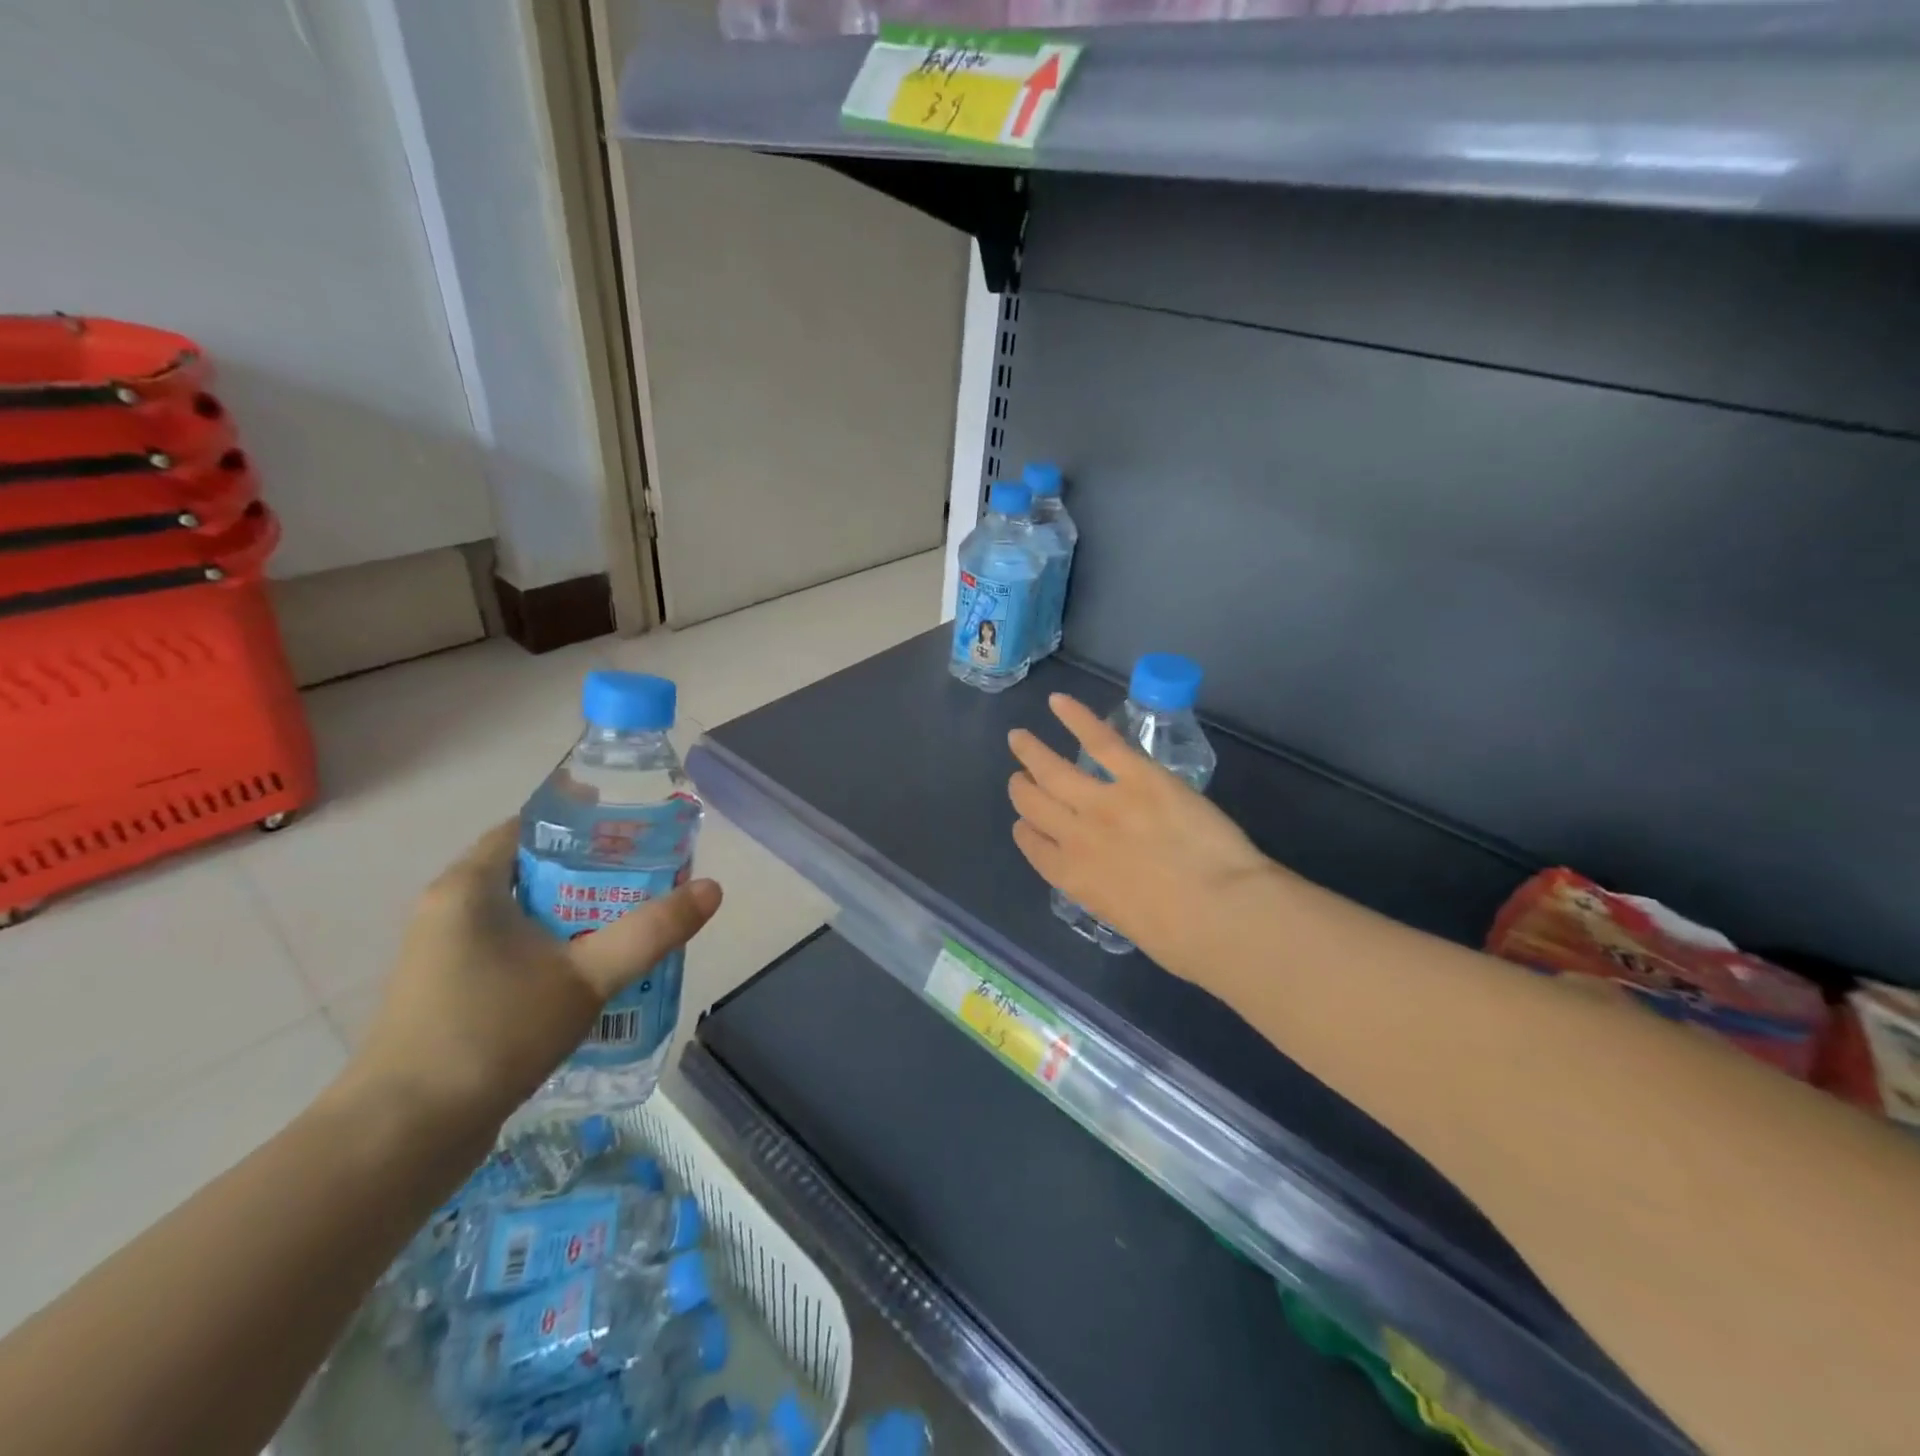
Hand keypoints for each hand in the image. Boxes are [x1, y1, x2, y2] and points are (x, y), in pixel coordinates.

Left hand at [346, 821, 722, 1134]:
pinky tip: (594, 970)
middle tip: (651, 877)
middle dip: (594, 871)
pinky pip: (513, 948)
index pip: (532, 826)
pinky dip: (554, 947)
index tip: (637, 831)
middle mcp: (451, 910)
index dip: (586, 822)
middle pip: (534, 869)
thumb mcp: (587, 977)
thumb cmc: (492, 1034)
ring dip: (577, 913)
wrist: (402, 1138)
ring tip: (635, 919)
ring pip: (525, 913)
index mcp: (470, 887)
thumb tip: (712, 889)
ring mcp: (446, 954)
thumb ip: (651, 931)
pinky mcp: (450, 993)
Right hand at [1008, 694, 1275, 977]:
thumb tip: (1120, 882)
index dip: (1025, 829)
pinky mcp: (1138, 776)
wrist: (1220, 913)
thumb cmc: (1183, 940)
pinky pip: (1100, 741)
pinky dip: (1076, 718)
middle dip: (1022, 788)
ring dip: (1032, 752)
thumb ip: (1113, 895)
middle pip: (1033, 804)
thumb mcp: (1130, 923)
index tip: (1024, 822)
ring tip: (1019, 737)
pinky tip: (1058, 702)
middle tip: (1019, 775)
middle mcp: (1075, 837)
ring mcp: (1103, 802)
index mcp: (1073, 879)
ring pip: (1053, 770)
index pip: (1033, 846)